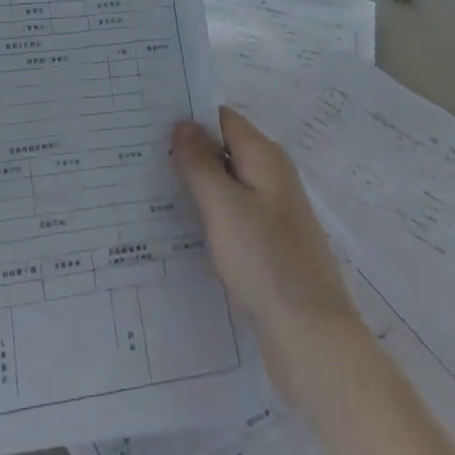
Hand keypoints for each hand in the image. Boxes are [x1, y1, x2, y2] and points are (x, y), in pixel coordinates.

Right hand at [170, 107, 366, 397]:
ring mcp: (274, 213)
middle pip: (225, 148)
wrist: (312, 338)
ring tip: (151, 190)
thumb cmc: (265, 261)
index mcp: (265, 157)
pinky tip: (182, 229)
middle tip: (142, 157)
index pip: (222, 118)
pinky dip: (210, 215)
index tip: (149, 124)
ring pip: (228, 184)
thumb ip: (200, 162)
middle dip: (188, 151)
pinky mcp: (270, 245)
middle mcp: (273, 176)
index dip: (189, 117)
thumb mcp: (223, 206)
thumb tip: (183, 123)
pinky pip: (234, 215)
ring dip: (197, 185)